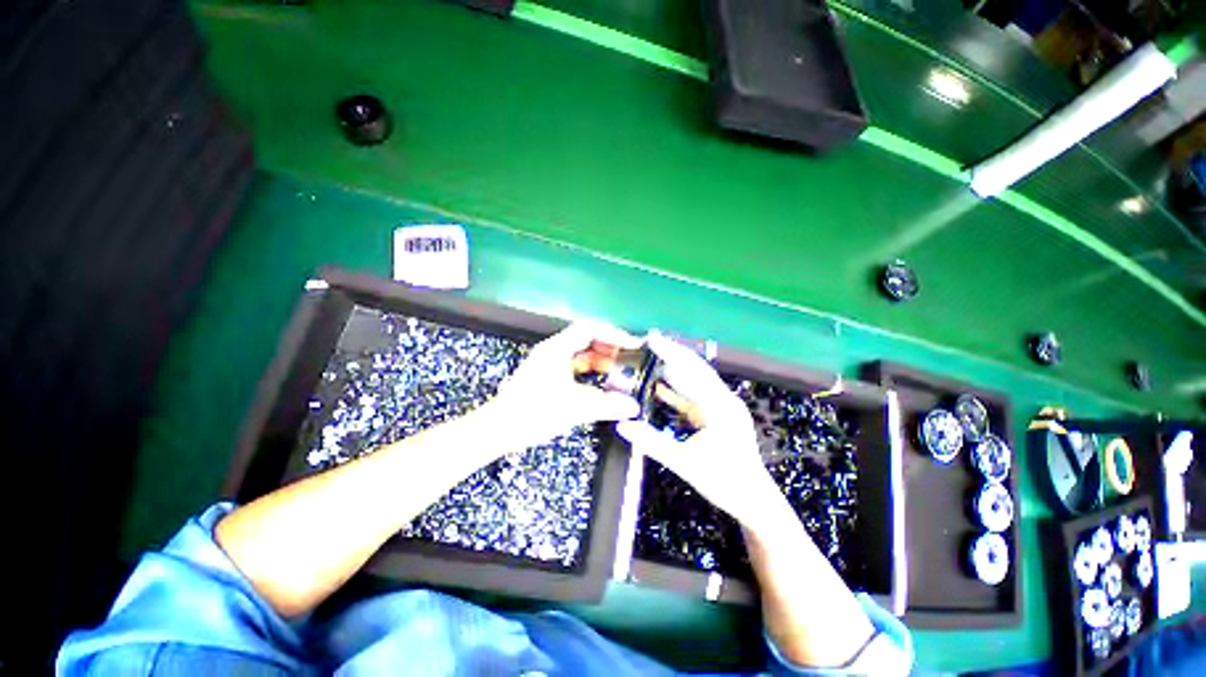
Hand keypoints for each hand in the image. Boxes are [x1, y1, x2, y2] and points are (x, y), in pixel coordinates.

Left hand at [487, 321, 641, 447]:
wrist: (499, 429)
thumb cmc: (534, 413)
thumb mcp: (575, 408)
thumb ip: (607, 405)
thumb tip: (632, 406)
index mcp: (557, 349)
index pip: (590, 329)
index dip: (614, 334)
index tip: (631, 345)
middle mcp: (552, 350)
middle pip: (586, 338)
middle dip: (609, 347)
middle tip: (626, 359)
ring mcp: (547, 361)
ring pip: (579, 352)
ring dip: (598, 359)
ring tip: (616, 371)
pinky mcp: (545, 374)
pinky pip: (572, 364)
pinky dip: (588, 369)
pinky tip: (598, 382)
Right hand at [617, 331, 781, 528]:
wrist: (755, 502)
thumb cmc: (724, 482)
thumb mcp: (684, 463)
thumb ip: (652, 442)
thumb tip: (621, 425)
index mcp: (720, 406)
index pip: (692, 371)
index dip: (670, 353)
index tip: (651, 339)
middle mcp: (724, 400)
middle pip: (696, 369)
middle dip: (674, 353)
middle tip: (651, 340)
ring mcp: (723, 408)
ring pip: (696, 381)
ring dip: (676, 369)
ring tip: (652, 357)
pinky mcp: (719, 417)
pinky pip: (695, 396)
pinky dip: (678, 389)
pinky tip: (661, 386)